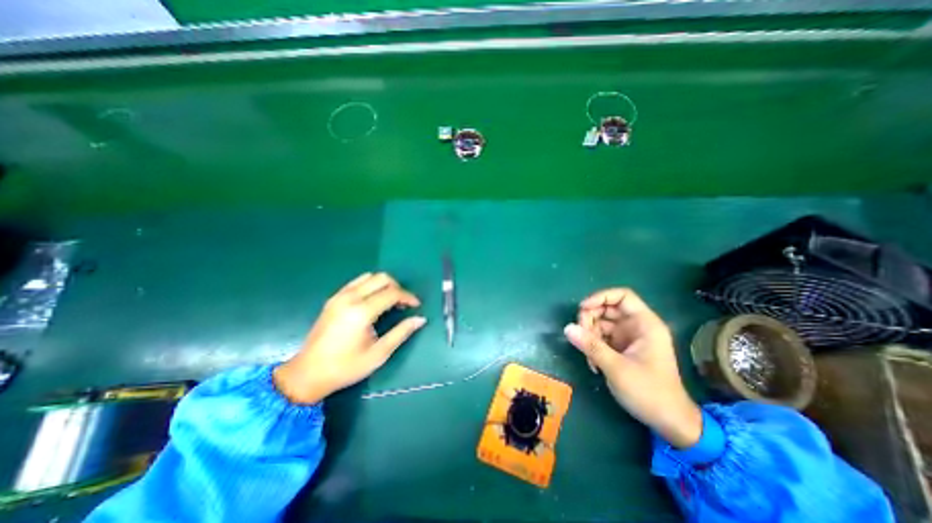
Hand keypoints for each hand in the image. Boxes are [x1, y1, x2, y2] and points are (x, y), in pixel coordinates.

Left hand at [274, 274, 425, 404]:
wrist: (307, 374)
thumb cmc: (346, 367)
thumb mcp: (378, 353)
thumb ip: (401, 333)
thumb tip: (420, 319)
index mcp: (361, 312)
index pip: (392, 293)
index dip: (408, 297)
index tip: (417, 305)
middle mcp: (350, 298)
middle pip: (381, 278)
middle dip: (397, 287)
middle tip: (403, 304)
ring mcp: (339, 296)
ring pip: (369, 277)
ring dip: (384, 285)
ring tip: (390, 301)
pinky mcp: (333, 299)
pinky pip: (357, 282)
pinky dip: (370, 285)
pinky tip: (373, 301)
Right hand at [559, 288, 698, 446]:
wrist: (669, 422)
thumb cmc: (650, 392)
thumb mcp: (617, 368)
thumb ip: (591, 345)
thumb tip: (567, 328)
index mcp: (645, 324)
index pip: (622, 296)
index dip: (601, 297)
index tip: (583, 308)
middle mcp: (636, 326)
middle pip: (607, 309)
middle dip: (590, 319)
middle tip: (580, 336)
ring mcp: (629, 337)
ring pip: (601, 323)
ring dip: (590, 335)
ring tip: (588, 357)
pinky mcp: (622, 348)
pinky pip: (602, 338)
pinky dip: (593, 346)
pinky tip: (593, 363)